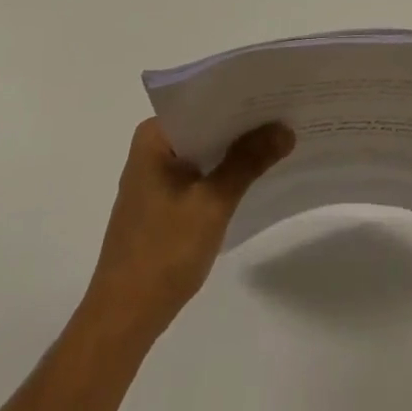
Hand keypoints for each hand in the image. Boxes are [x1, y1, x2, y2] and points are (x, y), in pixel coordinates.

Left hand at [83, 118, 293, 338]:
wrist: (123, 320)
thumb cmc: (163, 253)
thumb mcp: (212, 204)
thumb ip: (248, 162)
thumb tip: (285, 128)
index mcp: (154, 136)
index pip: (203, 101)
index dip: (241, 96)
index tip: (278, 91)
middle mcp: (152, 148)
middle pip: (206, 124)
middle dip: (243, 123)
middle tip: (288, 113)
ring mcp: (155, 176)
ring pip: (204, 150)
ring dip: (235, 149)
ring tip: (280, 138)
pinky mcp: (162, 202)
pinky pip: (199, 173)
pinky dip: (224, 172)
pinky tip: (255, 174)